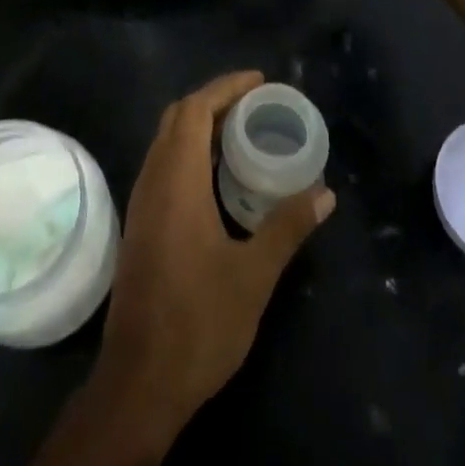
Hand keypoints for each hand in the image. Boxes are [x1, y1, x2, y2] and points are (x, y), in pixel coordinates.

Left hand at [95, 72, 333, 433]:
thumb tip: (325, 193)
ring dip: (200, 126)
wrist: (139, 383)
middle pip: (177, 118)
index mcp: (176, 181)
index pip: (194, 110)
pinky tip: (218, 176)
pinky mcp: (141, 225)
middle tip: (255, 103)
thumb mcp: (254, 275)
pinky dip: (190, 151)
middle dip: (214, 100)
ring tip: (242, 131)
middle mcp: (152, 181)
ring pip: (166, 142)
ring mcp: (141, 204)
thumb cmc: (199, 324)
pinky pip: (163, 165)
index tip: (260, 82)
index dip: (226, 87)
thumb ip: (287, 227)